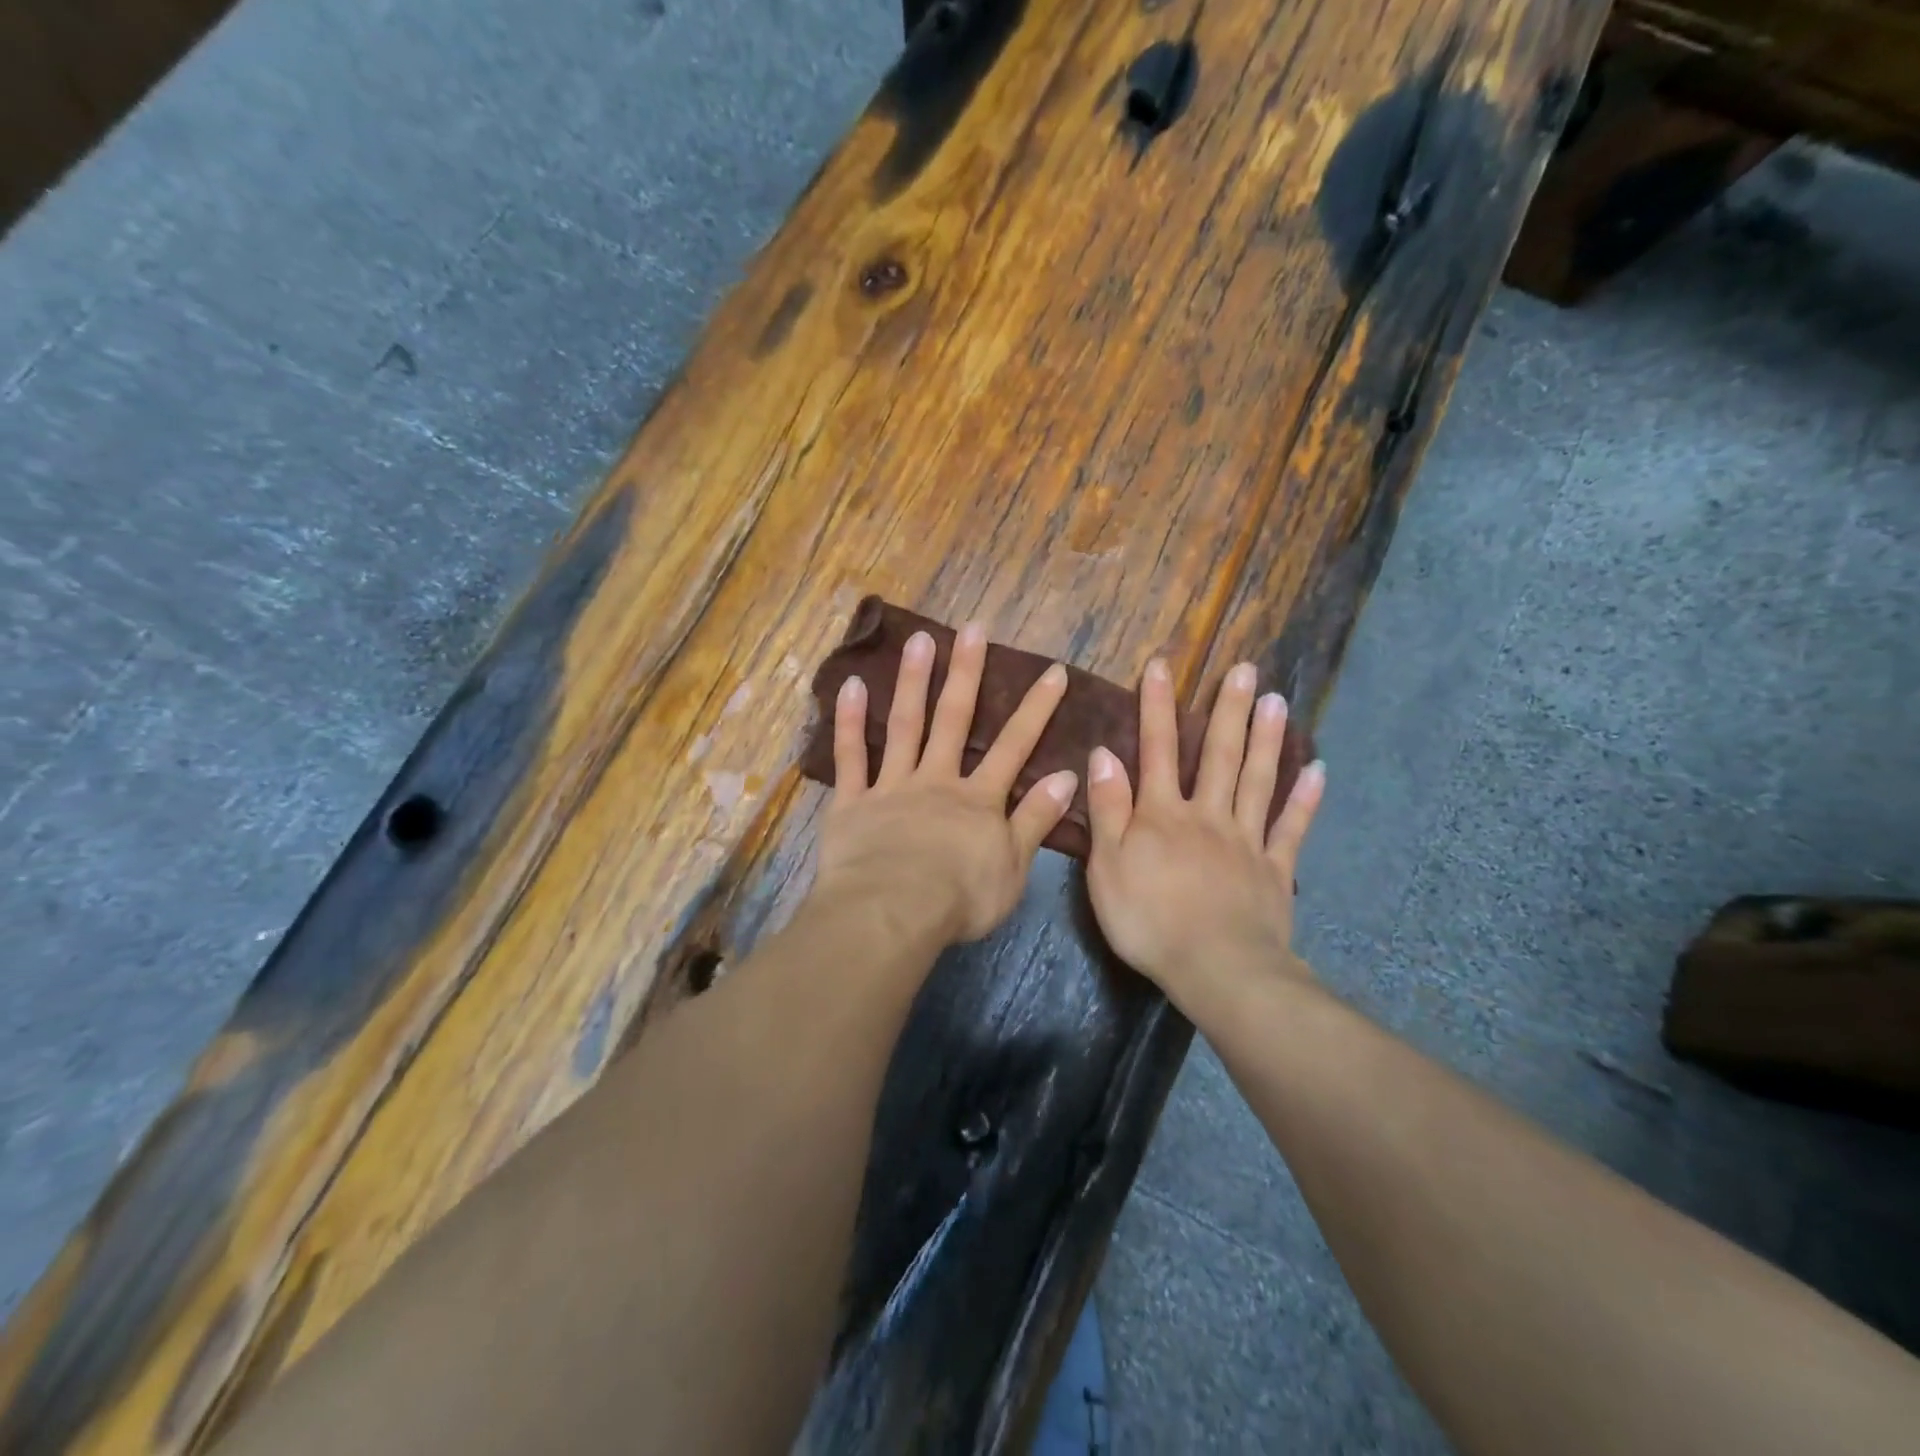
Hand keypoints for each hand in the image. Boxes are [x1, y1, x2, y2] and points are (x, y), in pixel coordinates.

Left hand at [814, 624, 1078, 943]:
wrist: (893, 913)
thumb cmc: (960, 898)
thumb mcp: (1014, 866)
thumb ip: (1037, 819)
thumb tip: (1067, 776)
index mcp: (978, 799)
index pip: (1014, 746)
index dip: (1035, 709)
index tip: (1052, 671)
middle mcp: (936, 781)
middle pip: (954, 720)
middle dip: (967, 673)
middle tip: (972, 629)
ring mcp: (892, 787)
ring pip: (904, 726)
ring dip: (914, 682)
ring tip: (919, 639)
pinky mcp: (852, 803)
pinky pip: (850, 758)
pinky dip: (849, 722)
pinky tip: (851, 686)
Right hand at [1085, 657, 1324, 1004]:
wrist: (1216, 968)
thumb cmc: (1149, 920)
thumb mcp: (1107, 866)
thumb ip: (1107, 809)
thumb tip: (1104, 754)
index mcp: (1162, 815)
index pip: (1157, 749)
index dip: (1157, 706)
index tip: (1162, 665)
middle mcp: (1207, 815)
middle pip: (1218, 755)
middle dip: (1227, 710)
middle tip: (1245, 668)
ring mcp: (1246, 841)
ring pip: (1257, 781)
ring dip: (1266, 739)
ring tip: (1277, 700)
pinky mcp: (1274, 870)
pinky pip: (1291, 829)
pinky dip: (1304, 800)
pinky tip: (1318, 772)